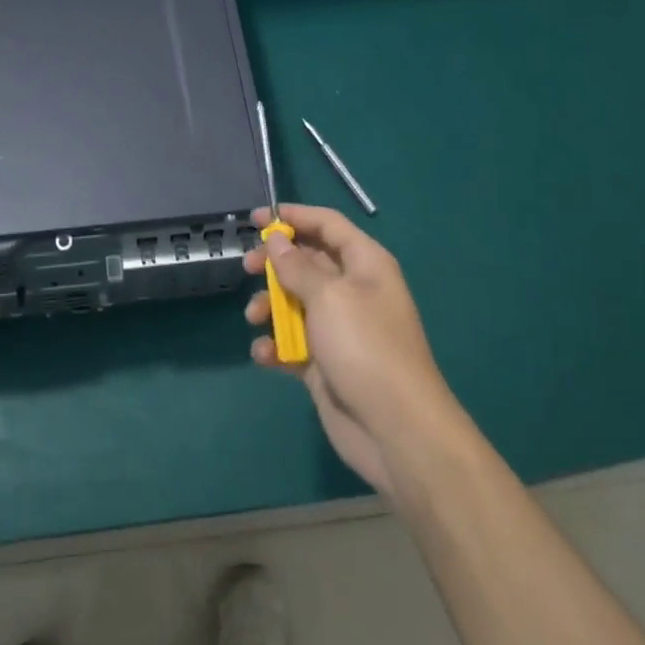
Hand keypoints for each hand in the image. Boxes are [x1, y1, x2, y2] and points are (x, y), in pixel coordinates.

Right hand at [243, 204, 456, 494]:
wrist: (396, 428)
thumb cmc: (365, 347)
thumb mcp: (328, 296)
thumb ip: (296, 266)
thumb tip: (277, 238)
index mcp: (364, 264)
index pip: (327, 225)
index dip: (294, 216)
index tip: (256, 219)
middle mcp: (353, 290)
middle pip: (307, 261)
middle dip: (275, 263)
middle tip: (248, 268)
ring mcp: (339, 328)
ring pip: (295, 302)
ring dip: (271, 306)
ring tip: (255, 318)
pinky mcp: (325, 362)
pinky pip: (293, 343)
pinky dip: (276, 345)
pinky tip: (265, 354)